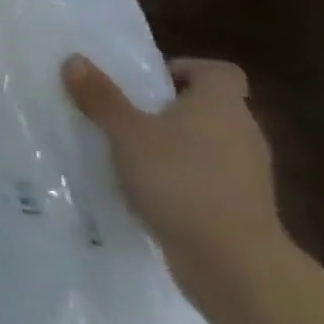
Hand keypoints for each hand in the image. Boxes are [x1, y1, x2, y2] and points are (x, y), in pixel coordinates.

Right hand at [63, 54, 289, 296]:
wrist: (234, 264)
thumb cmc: (180, 181)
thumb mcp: (127, 134)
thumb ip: (101, 97)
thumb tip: (74, 59)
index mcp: (222, 105)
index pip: (219, 71)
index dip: (186, 69)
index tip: (150, 83)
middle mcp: (243, 132)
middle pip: (211, 107)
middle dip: (171, 109)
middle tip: (128, 116)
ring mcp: (248, 174)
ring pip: (209, 144)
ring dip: (176, 146)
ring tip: (132, 156)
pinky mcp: (243, 208)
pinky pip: (210, 179)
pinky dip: (185, 179)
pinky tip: (152, 193)